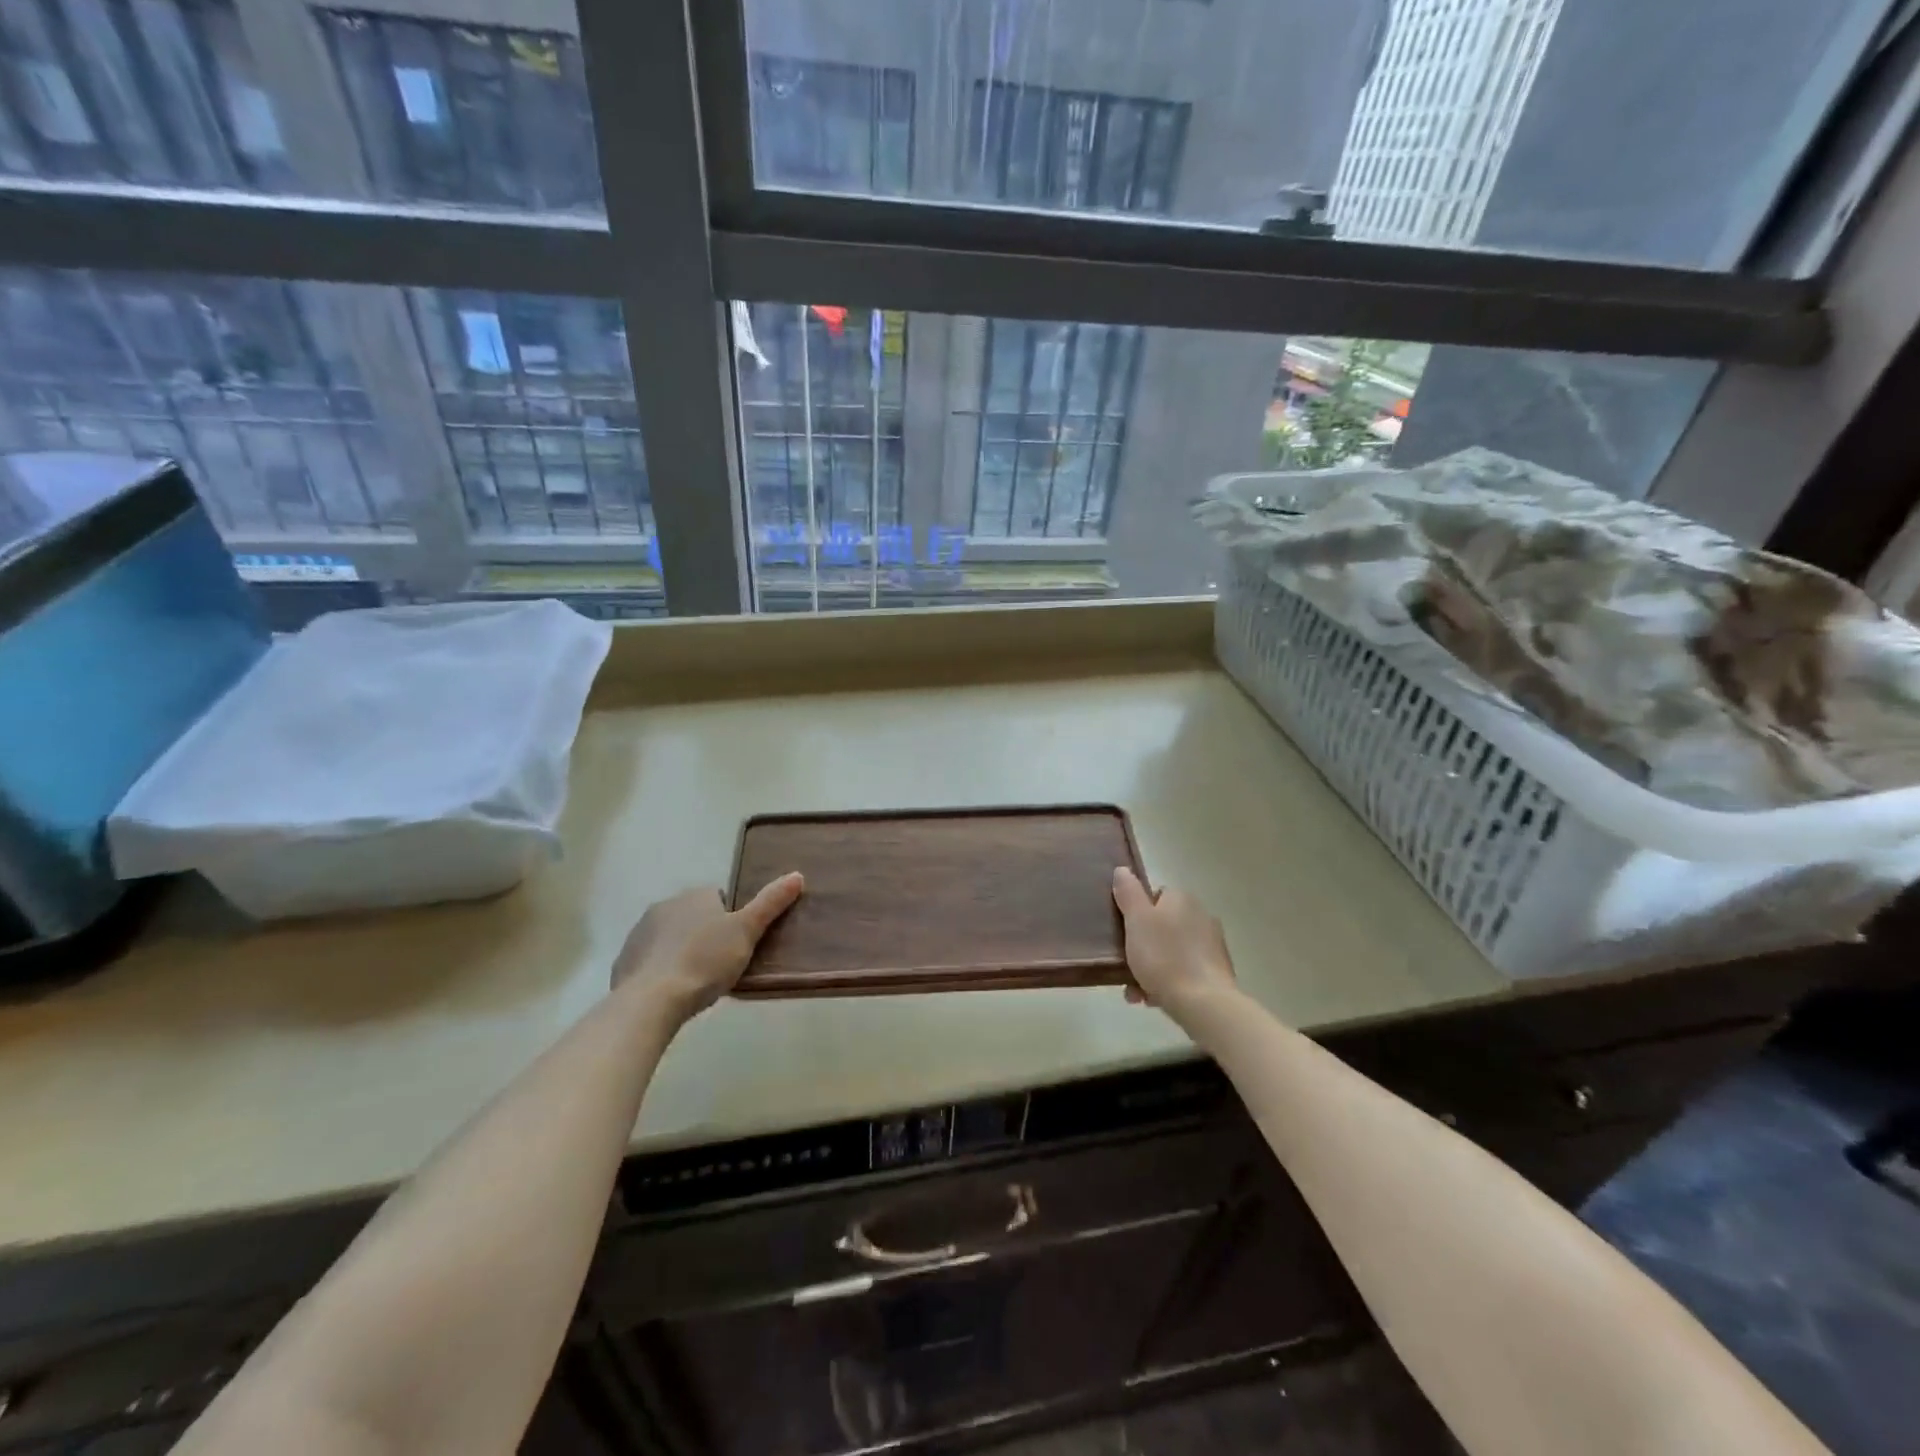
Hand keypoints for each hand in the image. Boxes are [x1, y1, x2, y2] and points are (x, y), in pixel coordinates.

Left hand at [613, 874, 803, 1022]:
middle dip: (705, 935)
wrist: (651, 1000)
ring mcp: (640, 932)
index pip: (720, 898)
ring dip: (682, 951)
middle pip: (694, 917)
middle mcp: (665, 905)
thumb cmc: (705, 961)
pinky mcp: (624, 960)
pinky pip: (650, 960)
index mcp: (695, 895)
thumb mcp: (747, 932)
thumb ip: (770, 903)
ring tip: (697, 981)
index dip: (732, 920)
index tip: (738, 944)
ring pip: (670, 937)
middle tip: (722, 965)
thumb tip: (797, 875)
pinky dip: (661, 970)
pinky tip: (671, 991)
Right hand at [1112, 867, 1237, 1017]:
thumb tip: (1123, 870)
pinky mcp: (1217, 973)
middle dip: (1142, 945)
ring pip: (1171, 952)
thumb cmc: (1164, 956)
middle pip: (1162, 926)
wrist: (1203, 1003)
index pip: (1155, 896)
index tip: (1124, 933)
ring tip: (1135, 991)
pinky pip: (1184, 972)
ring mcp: (1212, 946)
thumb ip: (1128, 892)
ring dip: (1152, 968)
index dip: (1136, 913)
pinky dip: (1168, 982)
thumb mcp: (1136, 920)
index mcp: (1182, 899)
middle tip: (1125, 965)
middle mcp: (1201, 916)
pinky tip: (1153, 999)